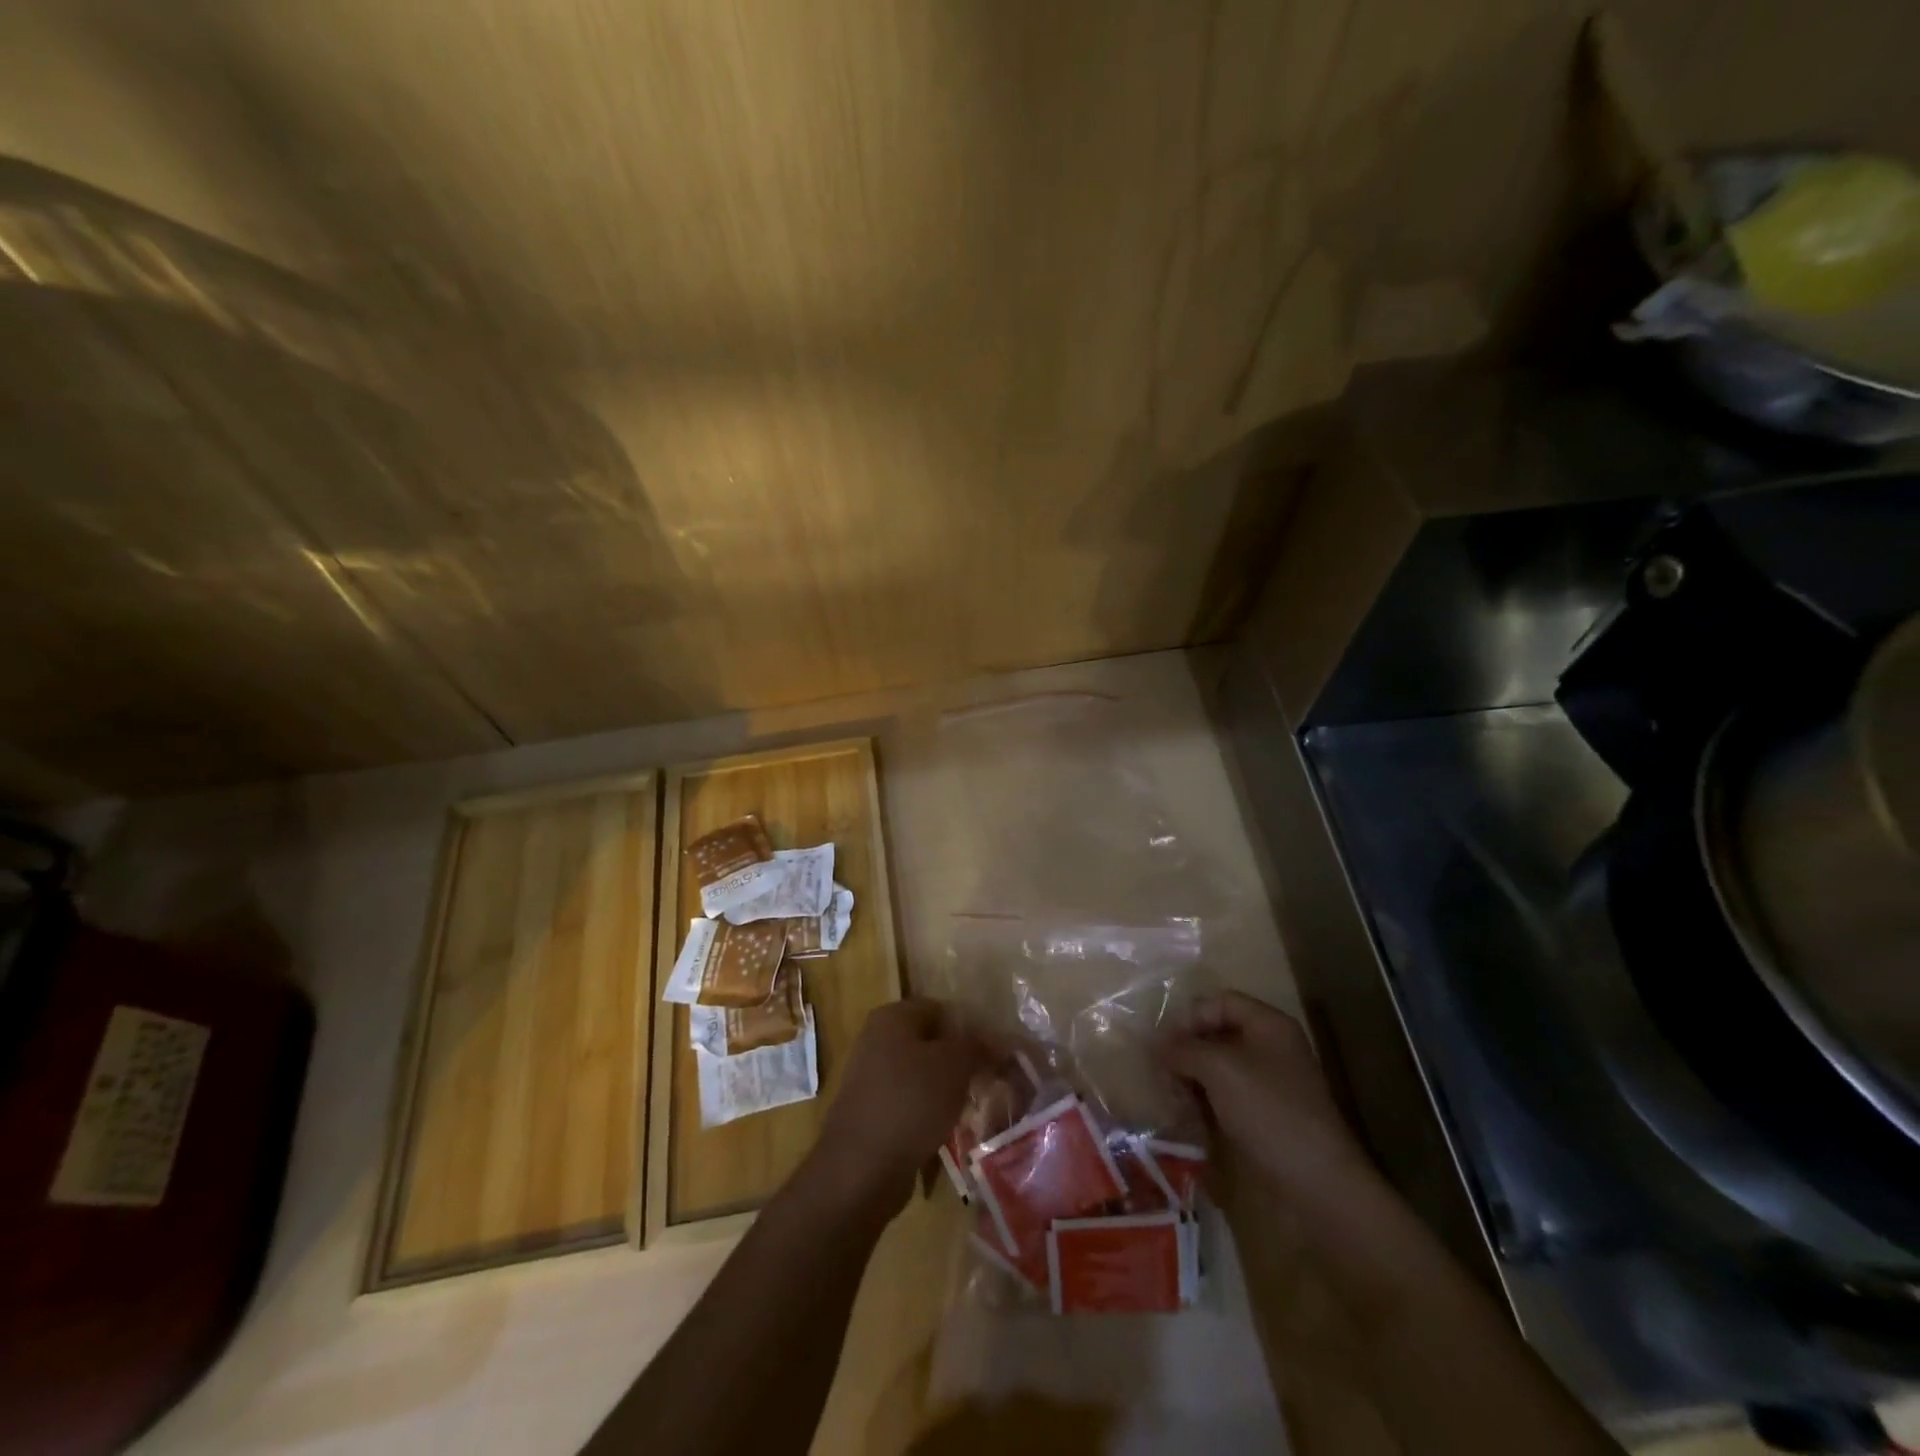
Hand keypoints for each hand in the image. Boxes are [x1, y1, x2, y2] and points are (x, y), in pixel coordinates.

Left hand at [806, 997, 987, 1219]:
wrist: (862, 1168)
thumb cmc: (911, 1101)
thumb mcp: (956, 1065)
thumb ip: (978, 1046)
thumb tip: (997, 1041)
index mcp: (892, 1016)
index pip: (941, 1009)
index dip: (970, 1028)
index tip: (992, 1054)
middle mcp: (876, 1040)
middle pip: (930, 1042)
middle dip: (958, 1062)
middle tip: (986, 1081)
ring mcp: (870, 1078)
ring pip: (921, 1075)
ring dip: (945, 1090)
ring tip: (970, 1108)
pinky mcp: (870, 1113)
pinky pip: (909, 1104)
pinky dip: (927, 1114)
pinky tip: (946, 1130)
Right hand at [1161, 991, 1370, 1195]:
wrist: (1318, 1185)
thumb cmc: (1269, 1111)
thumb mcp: (1220, 1069)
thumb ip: (1183, 1049)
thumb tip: (1155, 1045)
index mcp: (1269, 1025)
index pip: (1220, 1002)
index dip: (1190, 1017)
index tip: (1164, 1045)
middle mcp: (1269, 1049)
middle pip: (1216, 1035)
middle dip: (1186, 1053)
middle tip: (1163, 1076)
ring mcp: (1267, 1085)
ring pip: (1216, 1069)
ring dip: (1190, 1081)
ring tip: (1172, 1102)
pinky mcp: (1262, 1118)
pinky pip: (1224, 1098)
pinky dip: (1203, 1104)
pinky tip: (1188, 1121)